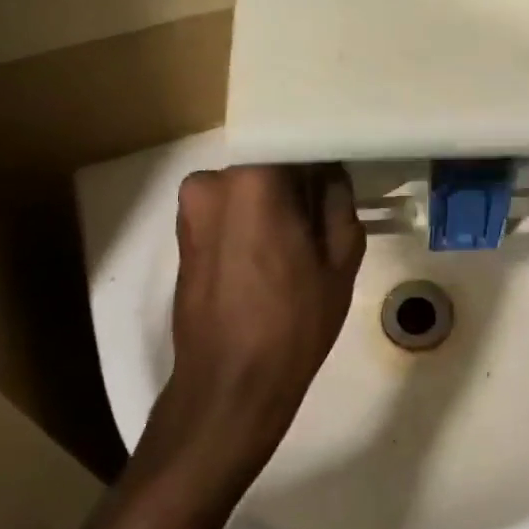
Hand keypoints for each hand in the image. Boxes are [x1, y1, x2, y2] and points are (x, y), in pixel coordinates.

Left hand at [89, 164, 364, 528]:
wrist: (229, 389)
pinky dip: (253, 217)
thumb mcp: (340, 260)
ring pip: (249, 186)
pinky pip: (229, 209)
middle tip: (329, 207)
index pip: (295, 139)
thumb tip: (332, 174)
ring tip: (303, 236)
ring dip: (275, 200)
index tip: (345, 167)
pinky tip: (275, 252)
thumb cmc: (292, 323)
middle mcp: (213, 181)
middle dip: (299, 179)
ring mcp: (191, 208)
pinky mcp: (184, 235)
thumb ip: (339, 202)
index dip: (323, 152)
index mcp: (254, 179)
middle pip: (269, 162)